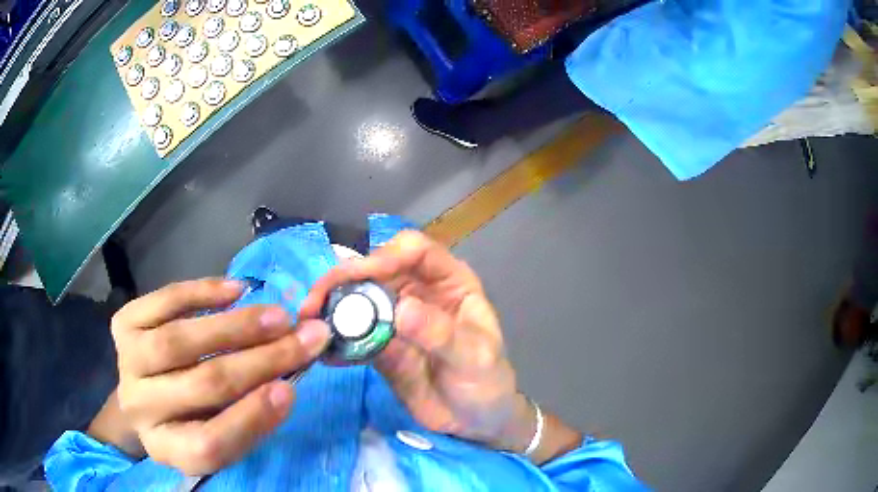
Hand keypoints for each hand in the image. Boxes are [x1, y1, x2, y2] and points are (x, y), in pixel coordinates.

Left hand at [104, 278, 330, 474]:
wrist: (145, 394)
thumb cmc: (191, 420)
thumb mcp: (221, 435)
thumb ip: (249, 417)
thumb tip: (285, 382)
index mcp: (169, 449)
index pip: (210, 446)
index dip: (251, 419)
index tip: (290, 390)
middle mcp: (140, 408)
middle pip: (202, 385)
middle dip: (261, 360)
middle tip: (306, 338)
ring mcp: (126, 362)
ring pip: (180, 341)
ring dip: (236, 326)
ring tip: (278, 316)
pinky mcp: (123, 325)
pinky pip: (164, 301)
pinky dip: (203, 292)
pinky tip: (236, 290)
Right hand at [301, 232, 533, 452]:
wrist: (475, 422)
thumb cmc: (487, 383)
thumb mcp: (474, 358)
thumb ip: (441, 334)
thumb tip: (400, 308)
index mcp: (449, 281)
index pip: (414, 250)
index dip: (384, 256)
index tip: (357, 277)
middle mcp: (418, 290)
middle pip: (375, 269)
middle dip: (342, 279)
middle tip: (314, 302)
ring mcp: (395, 317)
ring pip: (357, 298)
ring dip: (330, 306)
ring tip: (308, 323)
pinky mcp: (379, 344)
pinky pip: (352, 333)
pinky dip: (334, 339)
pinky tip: (322, 353)